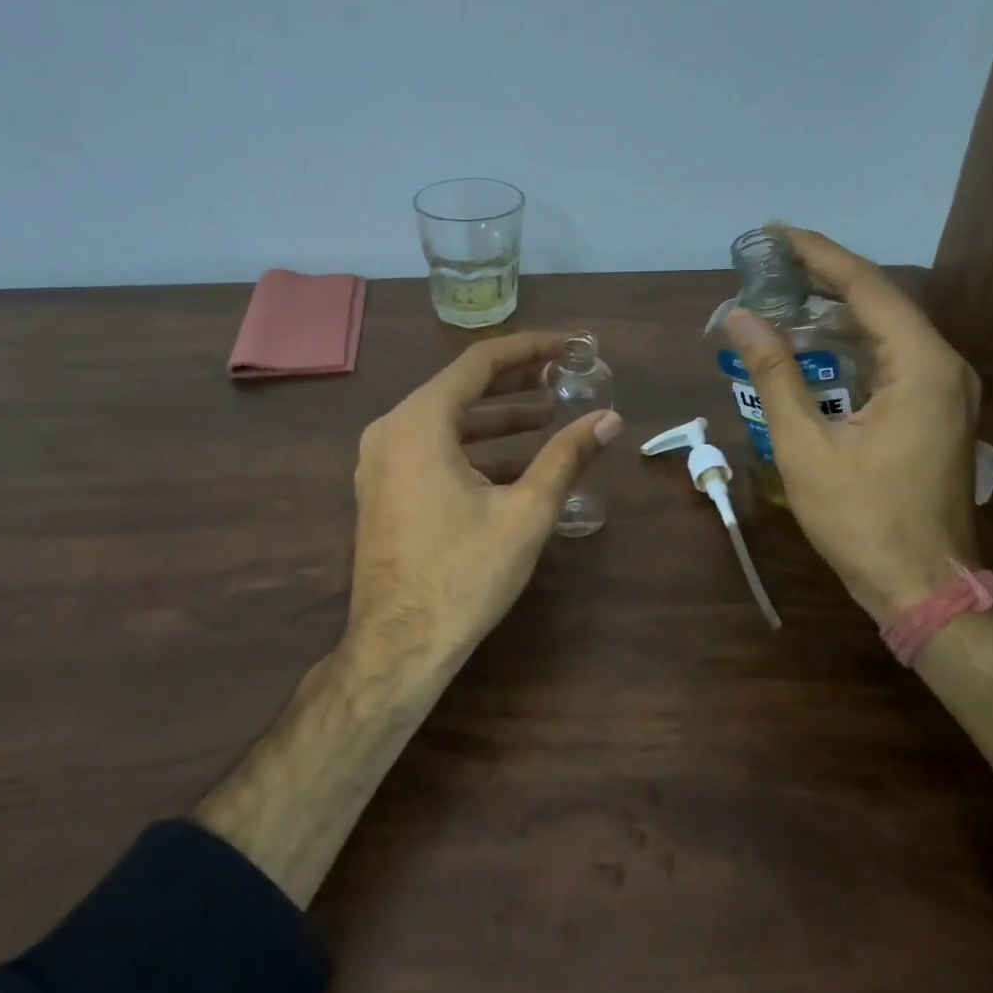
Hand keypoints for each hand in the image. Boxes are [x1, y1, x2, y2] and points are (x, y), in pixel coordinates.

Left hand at [345, 331, 622, 672]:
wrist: (399, 645)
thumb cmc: (463, 574)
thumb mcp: (526, 512)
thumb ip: (567, 457)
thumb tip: (610, 419)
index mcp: (419, 423)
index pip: (478, 363)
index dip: (527, 349)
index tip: (566, 346)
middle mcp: (391, 431)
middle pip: (460, 388)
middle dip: (514, 382)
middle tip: (562, 376)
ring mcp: (381, 462)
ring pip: (447, 422)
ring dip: (497, 418)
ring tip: (548, 415)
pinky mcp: (384, 489)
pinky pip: (433, 450)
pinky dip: (474, 448)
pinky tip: (516, 462)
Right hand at [725, 228, 980, 623]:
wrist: (921, 585)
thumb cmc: (861, 518)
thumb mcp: (805, 445)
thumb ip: (774, 374)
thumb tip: (740, 318)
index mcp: (922, 366)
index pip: (867, 288)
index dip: (819, 255)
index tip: (776, 232)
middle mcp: (944, 366)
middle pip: (881, 302)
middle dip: (825, 278)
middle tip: (771, 261)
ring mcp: (945, 391)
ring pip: (886, 331)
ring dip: (836, 312)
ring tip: (783, 293)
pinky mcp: (935, 412)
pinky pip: (890, 360)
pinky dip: (850, 346)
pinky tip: (812, 344)